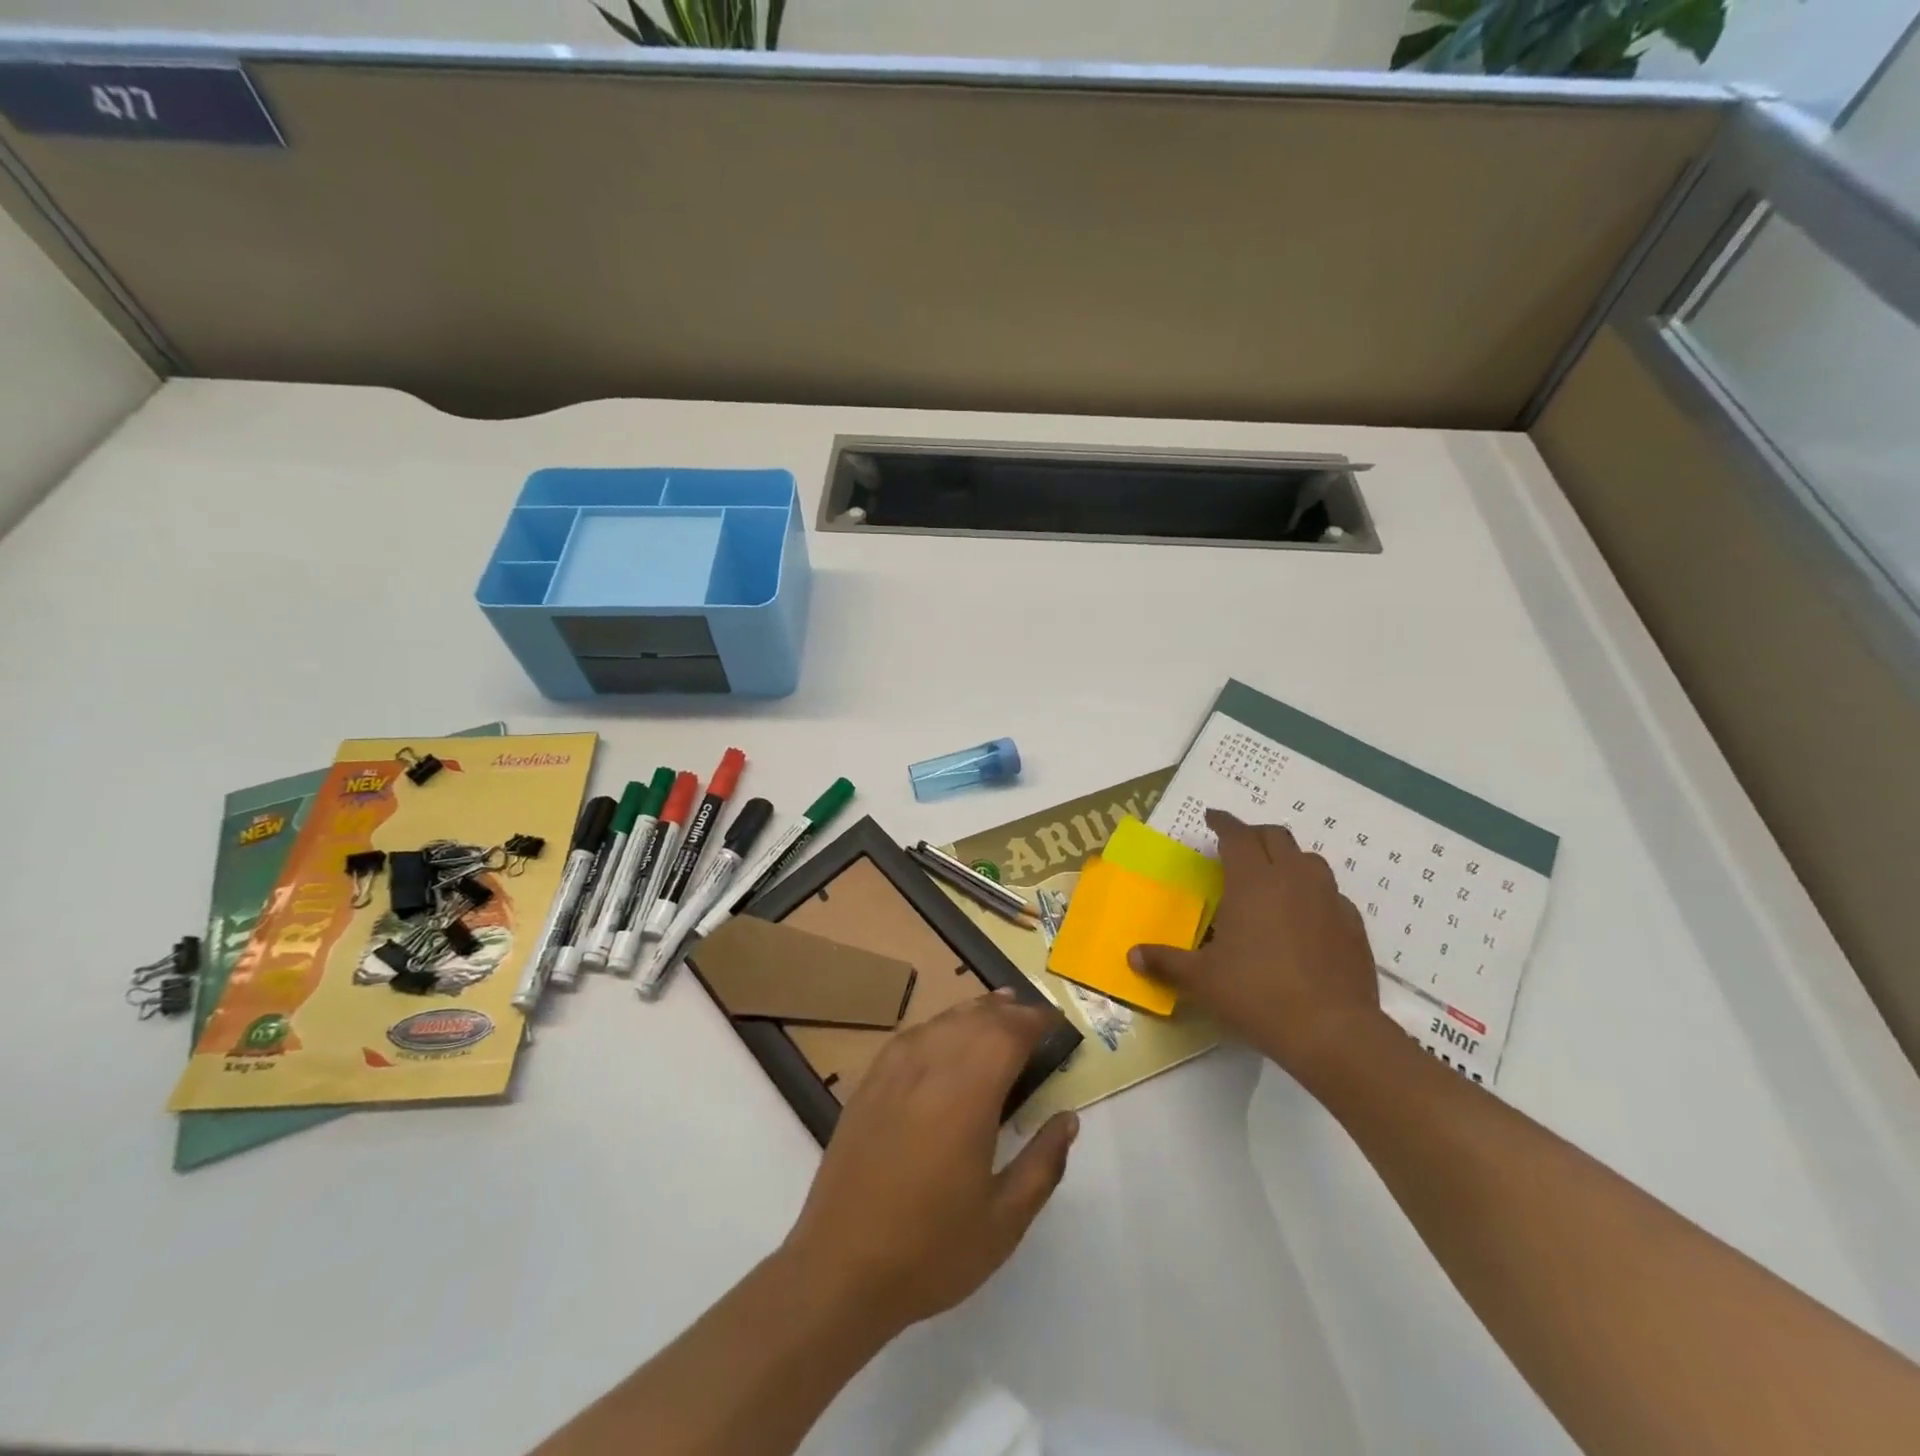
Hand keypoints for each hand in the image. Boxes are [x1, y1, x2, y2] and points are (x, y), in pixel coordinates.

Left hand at [780, 992, 1079, 1336]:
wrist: (840, 1268)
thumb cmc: (930, 1250)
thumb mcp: (1003, 1221)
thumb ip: (1042, 1164)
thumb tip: (1068, 1119)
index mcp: (966, 1096)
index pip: (1008, 1034)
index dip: (1035, 1021)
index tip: (1057, 1022)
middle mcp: (929, 1068)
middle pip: (975, 1019)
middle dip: (1009, 1011)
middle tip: (1034, 1017)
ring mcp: (892, 1072)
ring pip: (942, 1021)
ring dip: (974, 1011)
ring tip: (998, 1009)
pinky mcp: (868, 1083)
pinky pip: (911, 1036)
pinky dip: (938, 1025)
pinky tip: (945, 1035)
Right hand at [1129, 809, 1382, 1084]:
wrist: (1332, 1031)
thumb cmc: (1257, 994)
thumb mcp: (1201, 979)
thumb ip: (1166, 961)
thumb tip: (1132, 955)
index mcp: (1253, 881)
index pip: (1237, 835)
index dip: (1223, 823)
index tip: (1212, 818)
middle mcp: (1293, 879)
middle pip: (1276, 837)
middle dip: (1254, 834)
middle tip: (1238, 845)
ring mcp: (1329, 900)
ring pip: (1309, 860)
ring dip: (1288, 858)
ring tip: (1274, 875)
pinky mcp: (1353, 925)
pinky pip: (1332, 894)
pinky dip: (1314, 892)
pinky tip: (1306, 915)